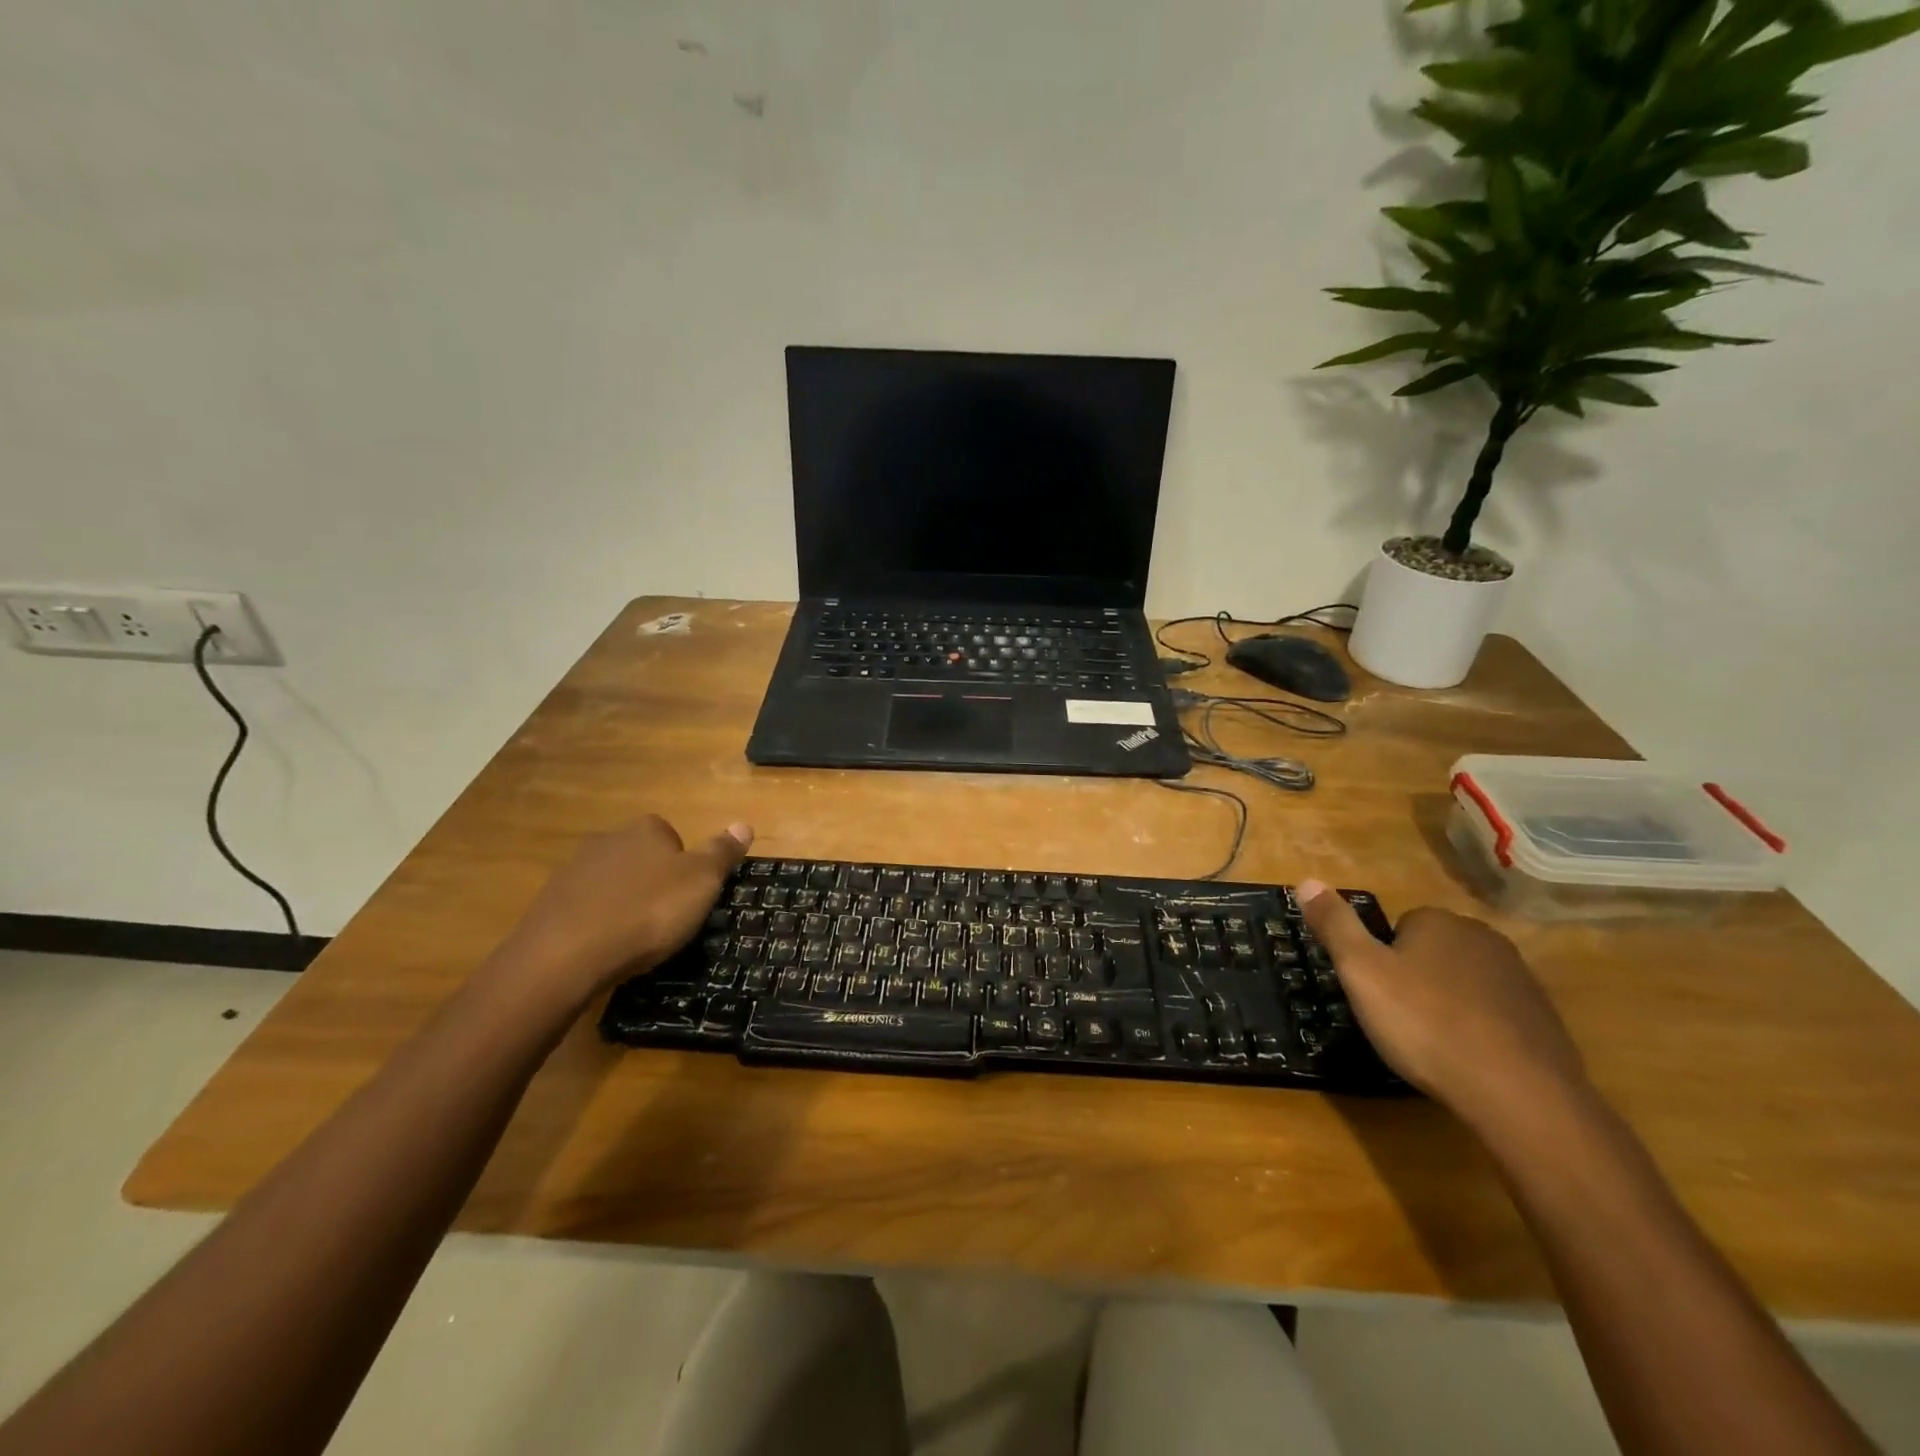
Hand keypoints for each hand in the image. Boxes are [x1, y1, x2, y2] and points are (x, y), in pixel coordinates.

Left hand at [493, 815, 752, 1007]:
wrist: (566, 955)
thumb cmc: (648, 912)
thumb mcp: (702, 881)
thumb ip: (722, 852)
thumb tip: (744, 824)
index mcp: (646, 829)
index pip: (673, 837)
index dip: (685, 866)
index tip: (689, 897)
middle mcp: (608, 840)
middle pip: (641, 858)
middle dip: (653, 883)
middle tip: (667, 919)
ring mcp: (574, 871)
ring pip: (612, 884)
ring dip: (624, 903)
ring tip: (636, 939)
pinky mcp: (549, 904)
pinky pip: (585, 909)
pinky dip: (598, 924)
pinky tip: (605, 949)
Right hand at [1298, 881, 1590, 1132]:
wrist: (1519, 1094)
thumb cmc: (1425, 1024)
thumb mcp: (1361, 972)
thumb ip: (1334, 925)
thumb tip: (1305, 880)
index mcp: (1438, 922)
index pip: (1399, 926)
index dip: (1382, 960)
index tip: (1377, 993)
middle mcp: (1483, 938)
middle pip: (1433, 951)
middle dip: (1415, 977)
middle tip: (1399, 1018)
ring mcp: (1520, 979)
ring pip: (1465, 981)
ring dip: (1448, 1003)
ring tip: (1432, 1043)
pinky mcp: (1544, 1020)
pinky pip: (1496, 1014)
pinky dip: (1480, 1030)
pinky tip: (1468, 1060)